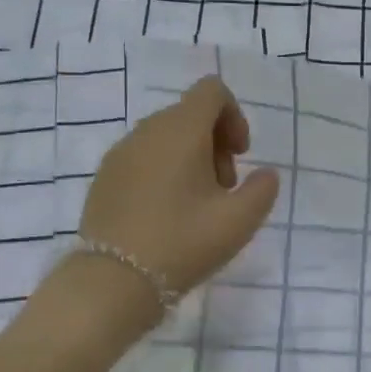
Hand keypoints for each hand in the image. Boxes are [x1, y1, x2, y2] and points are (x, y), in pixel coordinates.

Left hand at [77, 74, 281, 301]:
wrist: (113, 280)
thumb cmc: (182, 243)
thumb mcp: (239, 221)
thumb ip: (262, 190)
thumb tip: (265, 175)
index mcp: (180, 130)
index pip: (212, 91)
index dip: (235, 116)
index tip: (241, 155)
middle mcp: (146, 131)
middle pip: (190, 115)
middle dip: (215, 144)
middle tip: (224, 189)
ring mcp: (120, 153)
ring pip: (165, 138)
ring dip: (191, 160)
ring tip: (198, 207)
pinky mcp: (105, 178)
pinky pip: (143, 159)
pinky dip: (164, 172)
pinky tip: (168, 215)